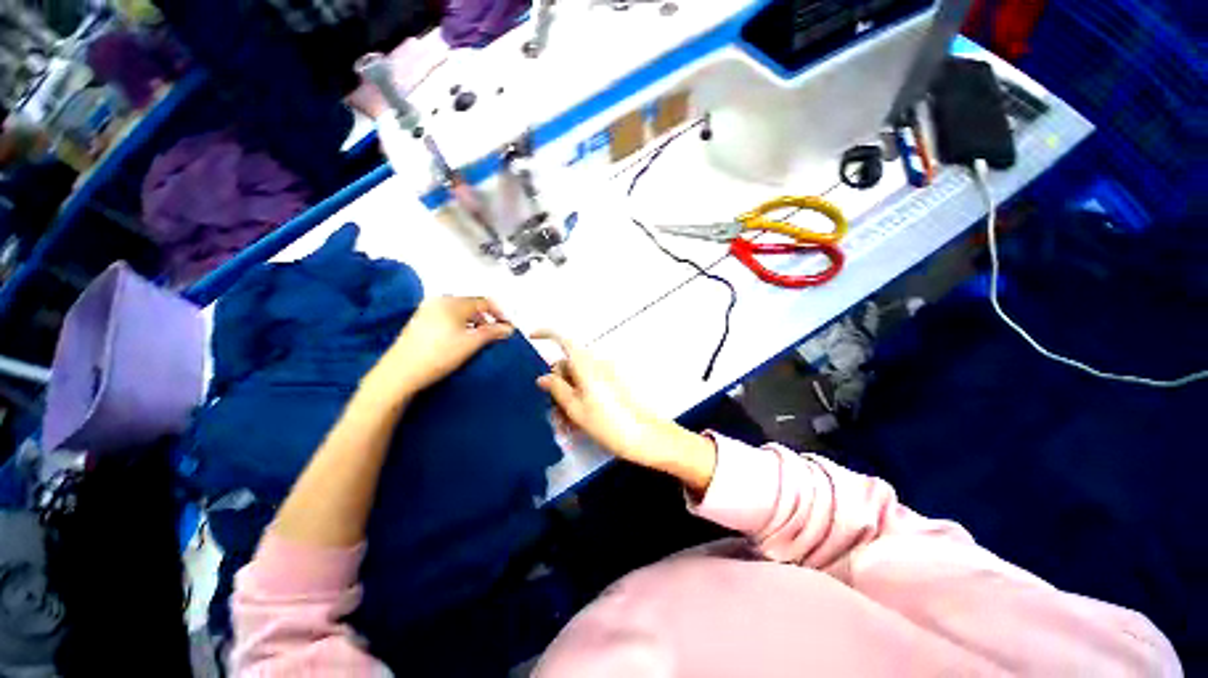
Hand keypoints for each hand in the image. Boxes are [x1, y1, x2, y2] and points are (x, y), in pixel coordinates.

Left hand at [372, 296, 513, 394]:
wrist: (400, 373)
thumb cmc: (437, 355)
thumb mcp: (472, 343)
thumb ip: (493, 332)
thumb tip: (508, 328)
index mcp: (452, 302)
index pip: (484, 301)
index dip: (499, 313)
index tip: (507, 325)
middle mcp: (439, 302)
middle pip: (471, 305)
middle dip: (486, 318)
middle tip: (496, 333)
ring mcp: (427, 311)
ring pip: (459, 313)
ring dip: (474, 323)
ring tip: (480, 339)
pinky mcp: (420, 322)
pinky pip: (447, 318)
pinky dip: (460, 326)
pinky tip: (460, 341)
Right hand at [532, 331, 716, 493]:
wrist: (645, 435)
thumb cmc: (607, 422)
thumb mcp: (576, 408)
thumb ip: (557, 389)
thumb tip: (542, 377)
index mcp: (586, 364)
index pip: (563, 339)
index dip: (546, 334)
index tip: (532, 337)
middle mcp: (597, 363)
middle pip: (568, 363)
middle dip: (557, 382)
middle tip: (553, 410)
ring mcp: (607, 372)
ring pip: (578, 376)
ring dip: (568, 394)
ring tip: (566, 423)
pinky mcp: (614, 383)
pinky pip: (591, 383)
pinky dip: (581, 395)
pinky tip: (580, 419)